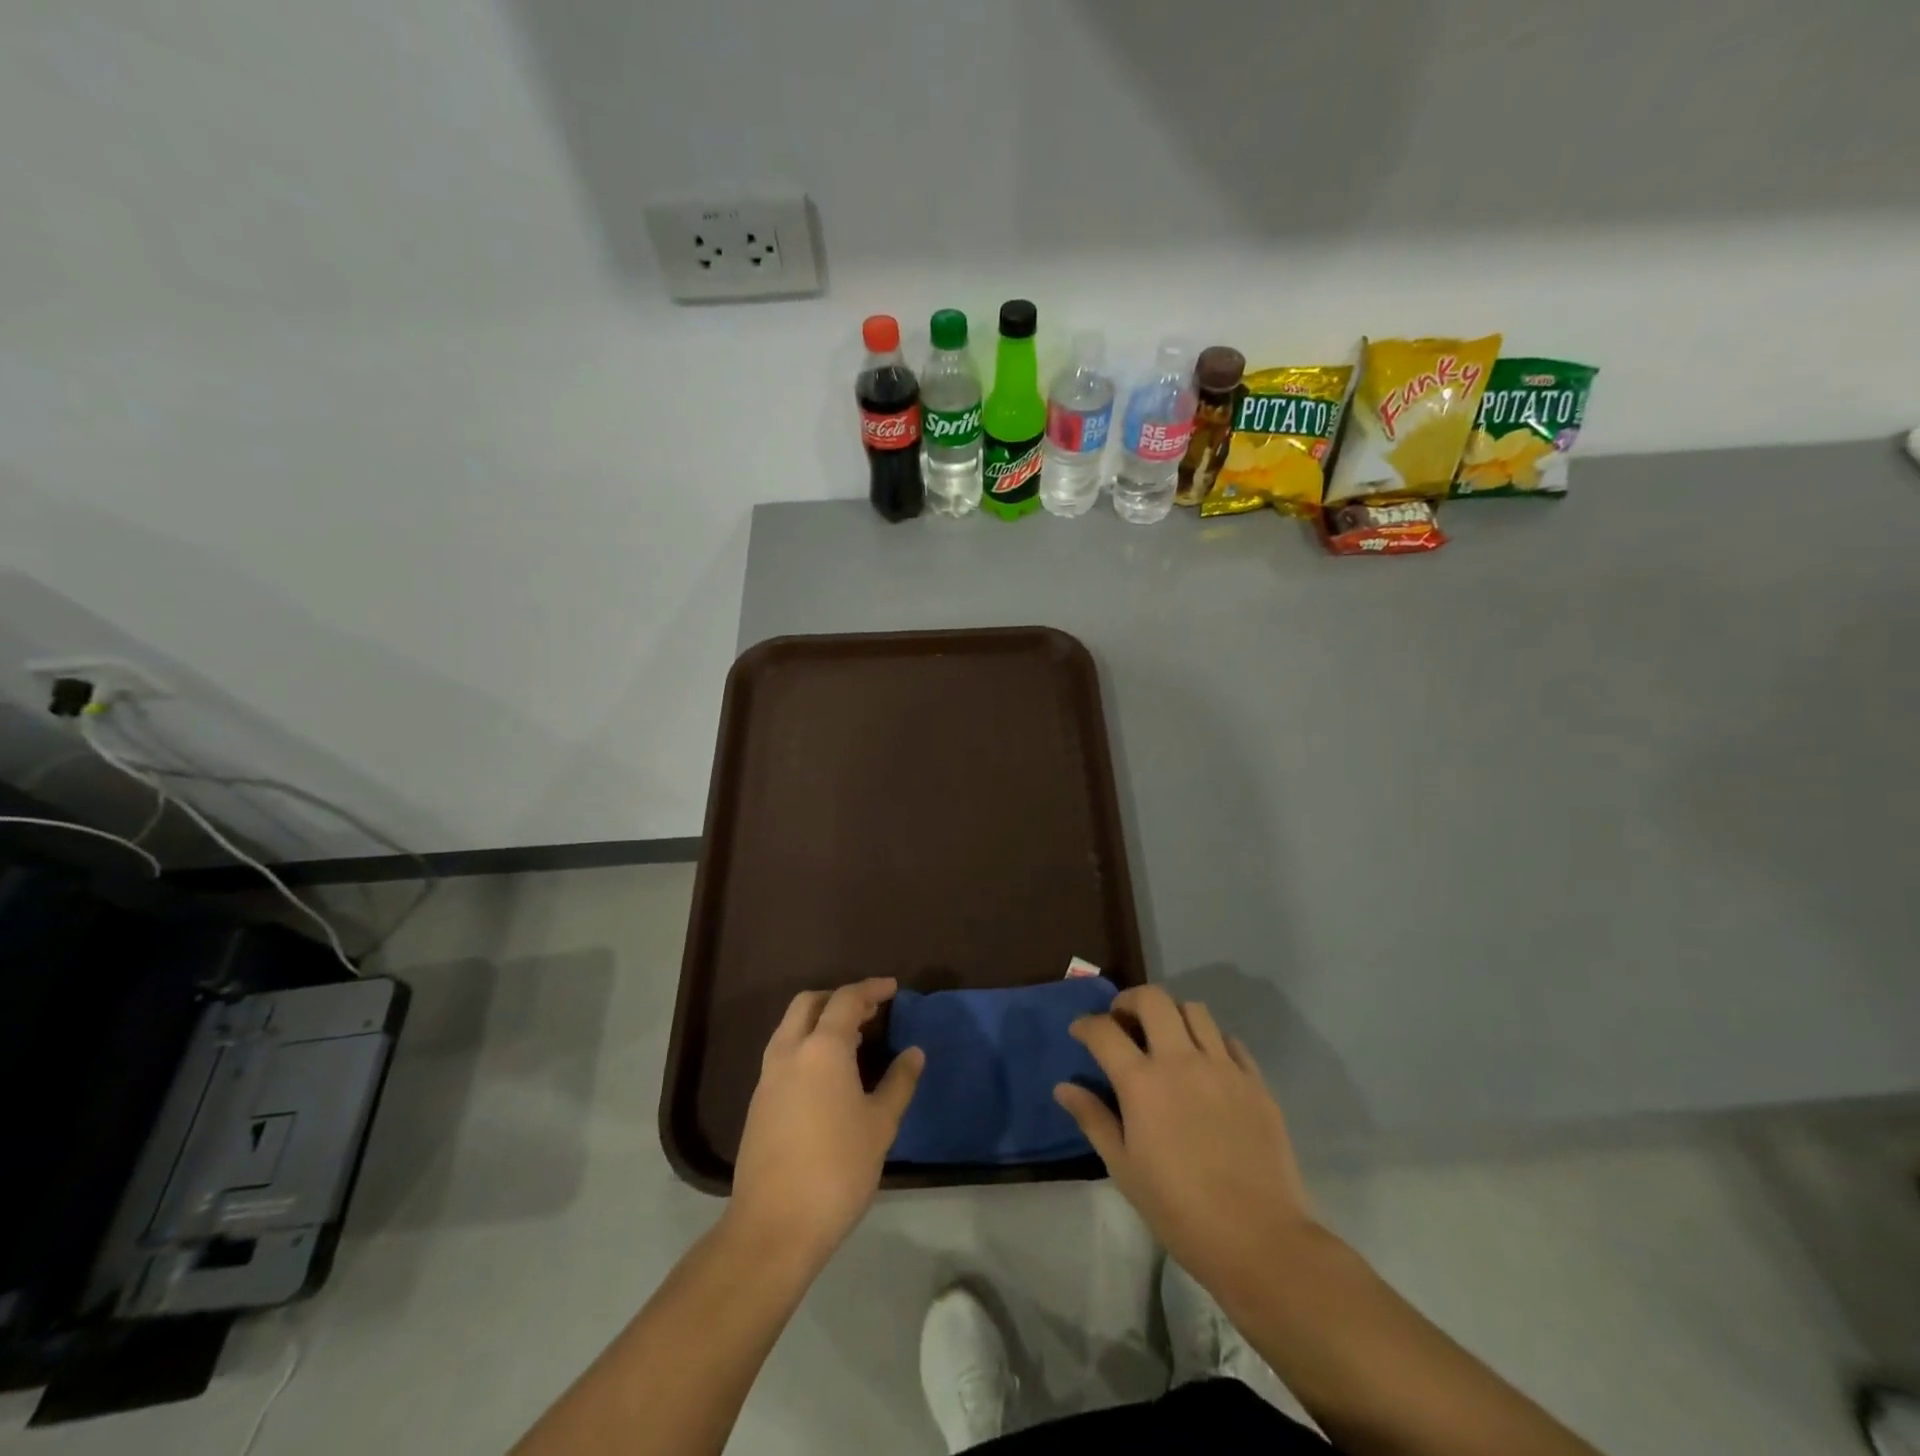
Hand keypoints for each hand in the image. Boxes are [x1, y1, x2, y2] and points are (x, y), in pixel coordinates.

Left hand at [730, 978, 922, 1260]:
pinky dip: (806, 1045)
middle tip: (869, 1011)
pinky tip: (827, 1074)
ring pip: (791, 1027)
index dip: (871, 989)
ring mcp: (768, 1077)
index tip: (892, 988)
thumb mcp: (880, 1126)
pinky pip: (784, 1053)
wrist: (774, 1227)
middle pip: (809, 1003)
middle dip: (838, 998)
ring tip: (852, 1039)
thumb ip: (899, 1082)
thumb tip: (914, 1052)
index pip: (846, 999)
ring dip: (819, 1021)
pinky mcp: (757, 1103)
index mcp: (822, 1049)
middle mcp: (789, 1052)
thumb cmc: (836, 1170)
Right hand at [1054, 985, 1314, 1294]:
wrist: (1258, 1239)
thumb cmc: (1178, 1209)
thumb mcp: (1124, 1168)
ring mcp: (1223, 1067)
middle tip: (1123, 1021)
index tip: (1080, 1032)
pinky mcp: (1255, 1082)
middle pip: (1153, 999)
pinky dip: (1211, 1042)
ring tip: (1166, 1038)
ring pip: (1194, 1010)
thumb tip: (1064, 1087)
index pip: (1104, 1031)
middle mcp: (1181, 1060)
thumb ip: (1093, 1119)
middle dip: (1130, 1000)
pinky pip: (1230, 1041)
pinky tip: (1206, 1066)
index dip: (1086, 1025)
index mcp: (1142, 1082)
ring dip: (1172, 1015)